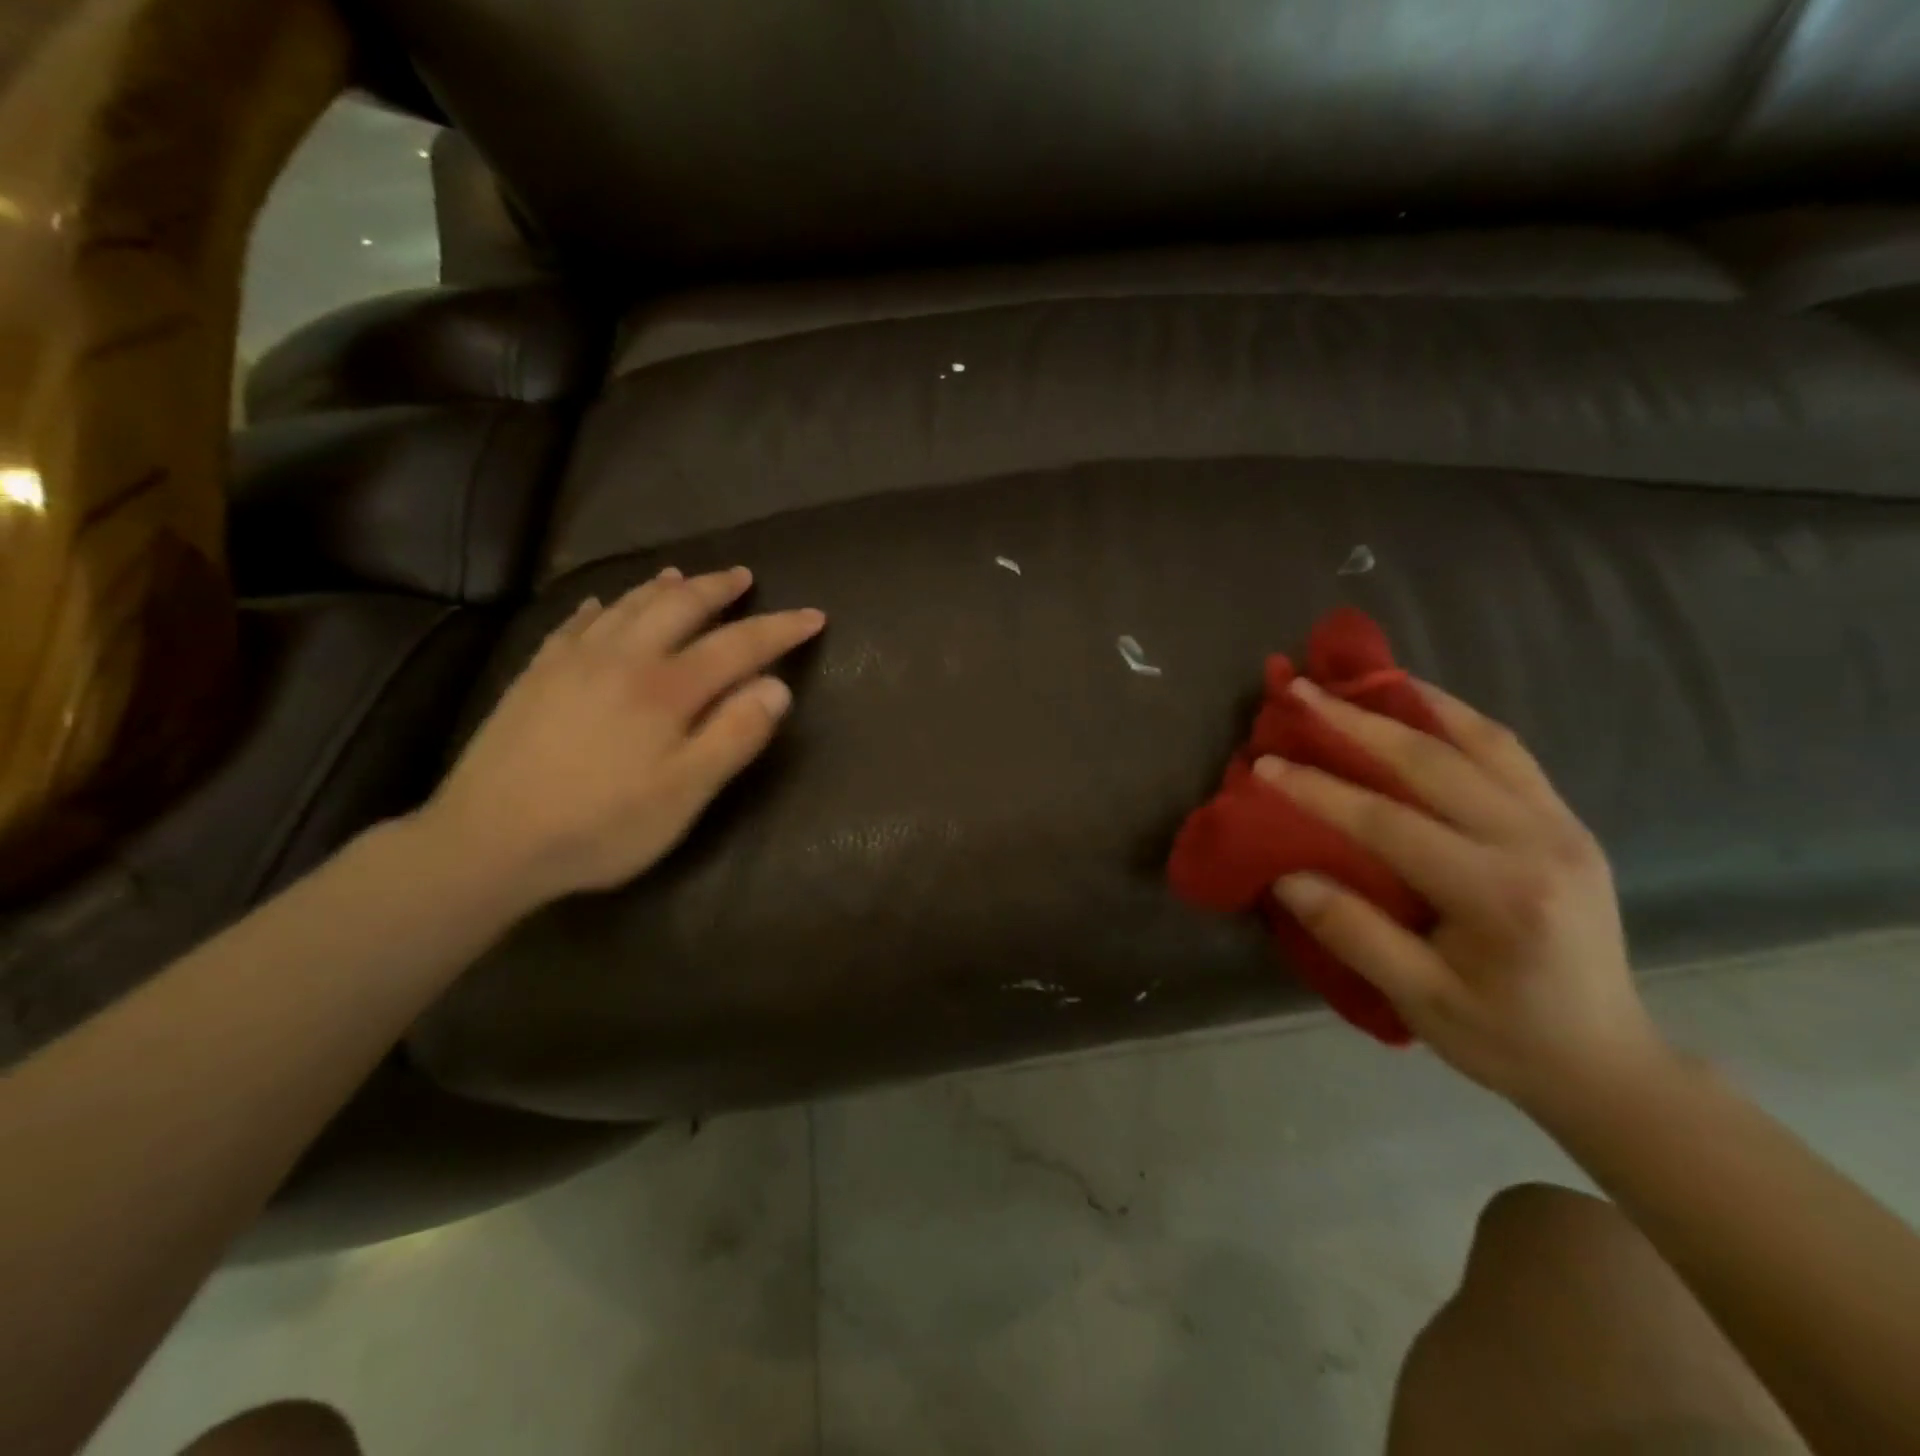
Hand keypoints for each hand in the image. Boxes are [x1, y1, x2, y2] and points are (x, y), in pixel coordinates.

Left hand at [418, 565, 823, 913]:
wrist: (486, 841)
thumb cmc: (601, 826)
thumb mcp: (684, 793)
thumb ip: (734, 736)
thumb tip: (778, 687)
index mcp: (666, 688)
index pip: (738, 644)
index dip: (780, 628)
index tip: (814, 615)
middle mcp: (622, 658)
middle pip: (679, 606)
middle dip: (717, 588)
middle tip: (743, 577)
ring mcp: (572, 662)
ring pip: (627, 605)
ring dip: (663, 587)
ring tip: (683, 576)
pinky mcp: (535, 675)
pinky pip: (575, 623)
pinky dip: (601, 607)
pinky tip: (602, 605)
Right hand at [1253, 678, 1670, 1115]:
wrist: (1608, 1061)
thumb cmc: (1505, 1038)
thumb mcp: (1420, 1000)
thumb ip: (1353, 933)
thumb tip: (1286, 875)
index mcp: (1500, 895)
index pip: (1390, 824)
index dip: (1320, 790)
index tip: (1265, 763)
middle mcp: (1538, 843)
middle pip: (1434, 763)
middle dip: (1357, 722)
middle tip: (1300, 690)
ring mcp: (1561, 825)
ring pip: (1480, 741)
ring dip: (1411, 704)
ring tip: (1358, 679)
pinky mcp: (1566, 820)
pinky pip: (1508, 752)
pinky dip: (1458, 718)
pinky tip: (1420, 703)